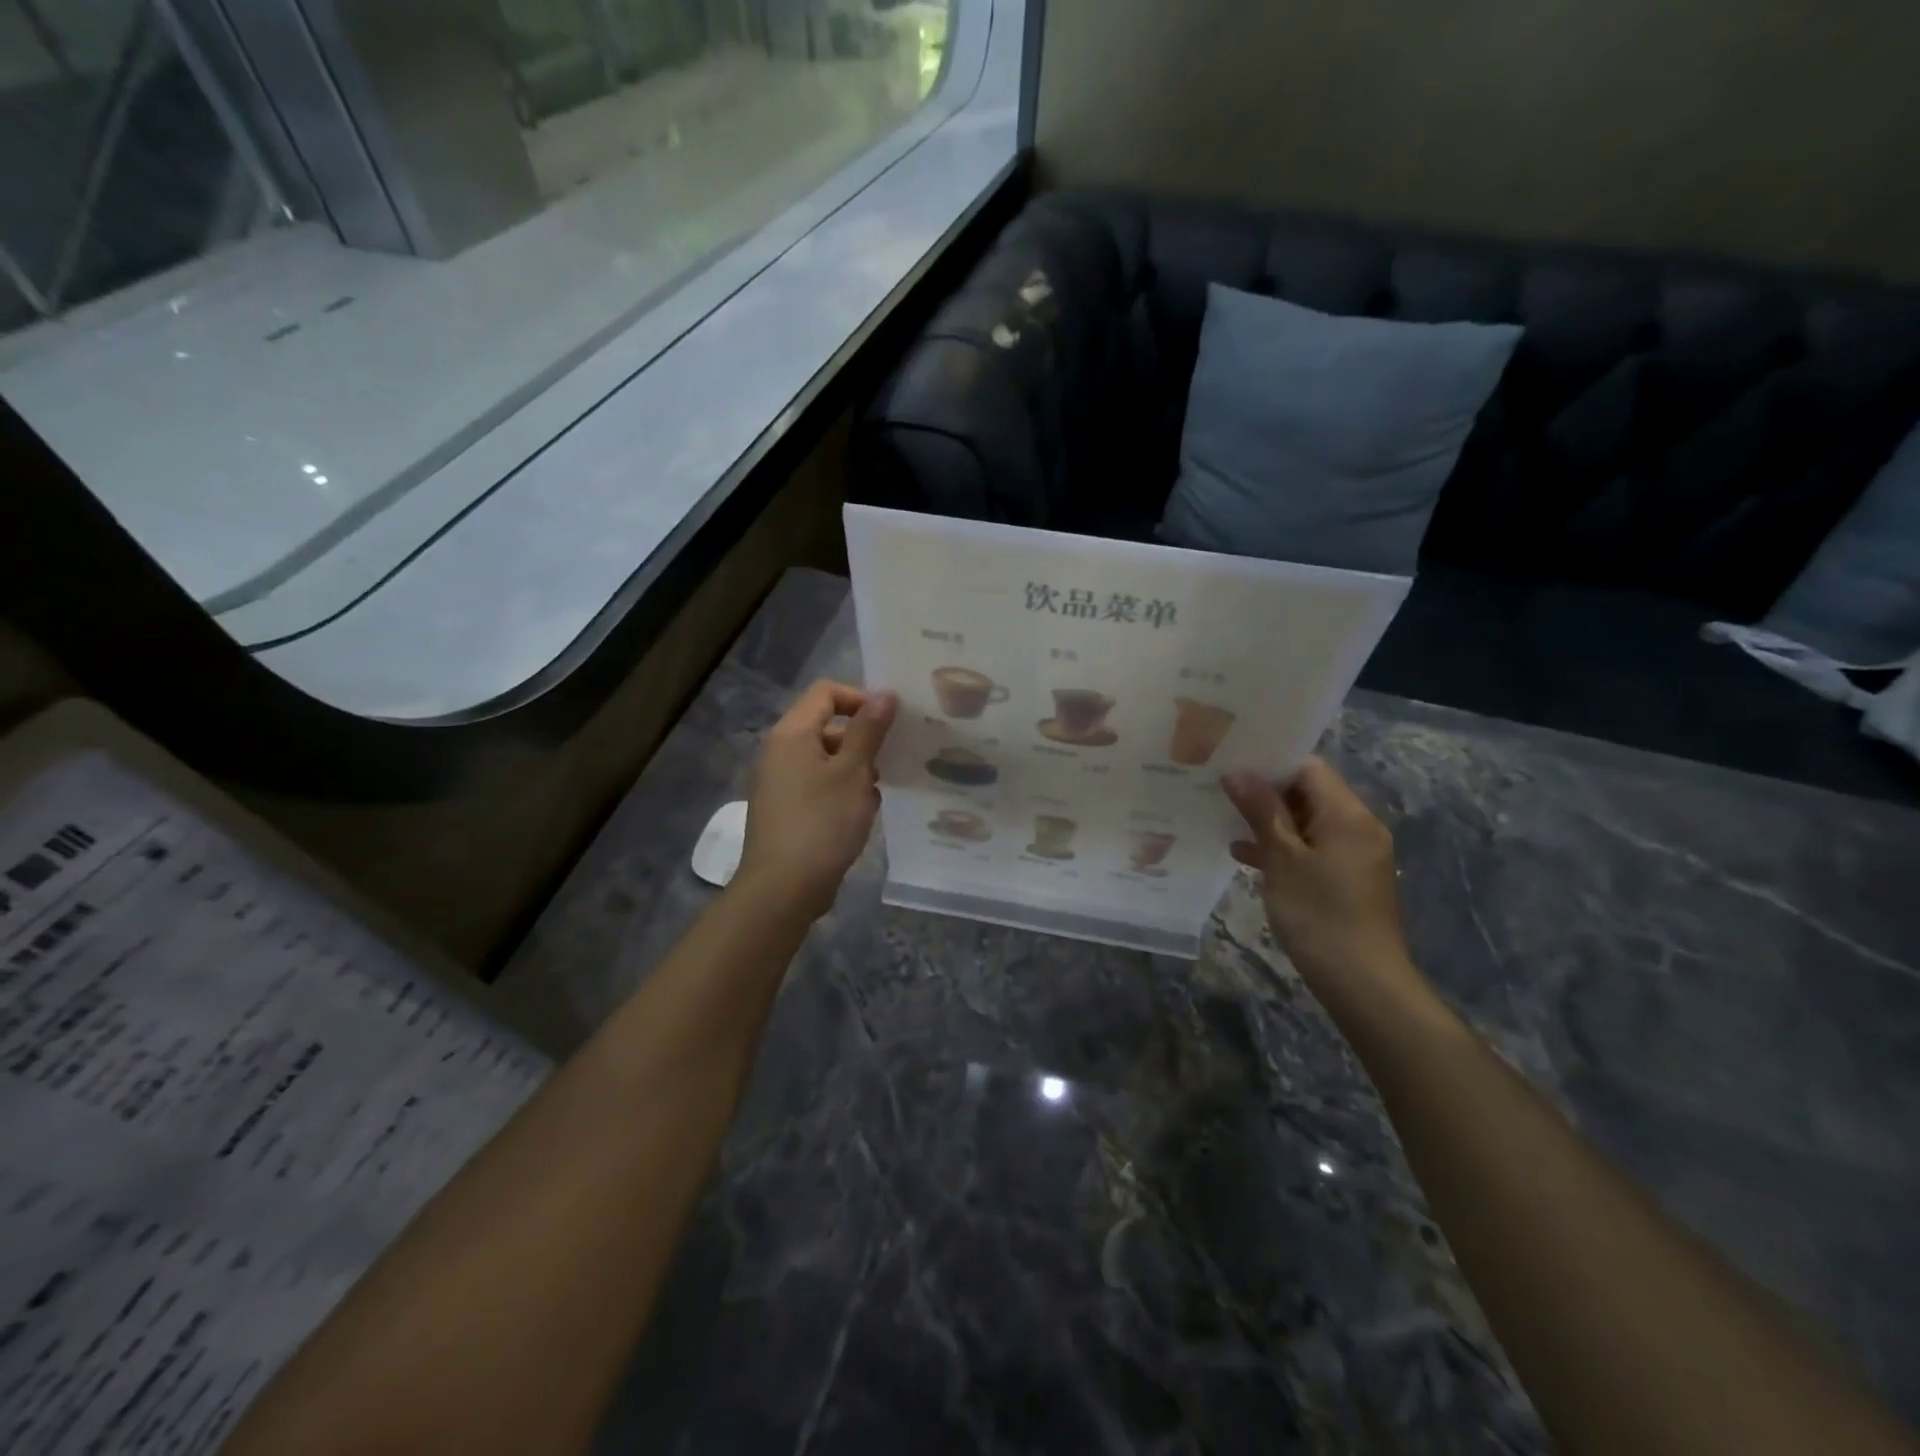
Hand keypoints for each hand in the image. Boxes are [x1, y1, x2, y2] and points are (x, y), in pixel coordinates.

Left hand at [735, 680, 896, 921]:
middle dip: (861, 740)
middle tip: (890, 762)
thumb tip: (884, 694)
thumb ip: (869, 730)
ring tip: (875, 794)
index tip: (889, 724)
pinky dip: (840, 792)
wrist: (782, 889)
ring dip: (855, 770)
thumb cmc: (821, 823)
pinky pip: (818, 786)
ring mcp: (780, 782)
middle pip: (827, 726)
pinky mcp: (786, 810)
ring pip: (826, 760)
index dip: (860, 699)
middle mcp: (780, 752)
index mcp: (792, 734)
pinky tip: (860, 816)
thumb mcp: (854, 772)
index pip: (826, 693)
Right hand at [1222, 758, 1423, 1003]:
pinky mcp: (1348, 878)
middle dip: (1264, 792)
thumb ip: (1261, 811)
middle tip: (1219, 791)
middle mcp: (1358, 826)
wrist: (1363, 982)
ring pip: (1307, 822)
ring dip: (1270, 821)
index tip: (1229, 766)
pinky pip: (1312, 847)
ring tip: (1224, 821)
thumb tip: (1237, 771)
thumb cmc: (1319, 914)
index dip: (1269, 764)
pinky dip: (1283, 847)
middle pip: (1308, 792)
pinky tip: (1245, 857)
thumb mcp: (1282, 859)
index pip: (1308, 768)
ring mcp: (1355, 854)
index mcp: (1347, 814)